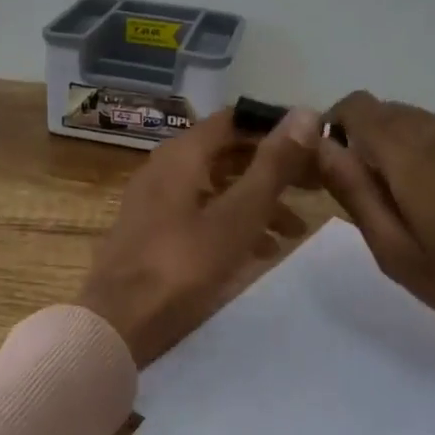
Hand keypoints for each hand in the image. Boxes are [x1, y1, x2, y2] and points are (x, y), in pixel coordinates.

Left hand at [79, 108, 318, 366]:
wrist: (119, 322)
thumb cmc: (183, 264)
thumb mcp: (238, 215)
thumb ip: (273, 166)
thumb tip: (306, 113)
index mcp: (182, 153)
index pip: (235, 119)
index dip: (275, 128)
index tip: (312, 145)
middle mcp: (166, 166)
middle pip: (227, 153)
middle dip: (272, 168)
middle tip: (315, 186)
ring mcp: (156, 200)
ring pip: (217, 186)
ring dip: (257, 200)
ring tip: (296, 229)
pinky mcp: (154, 231)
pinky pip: (201, 212)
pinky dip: (233, 222)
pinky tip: (262, 251)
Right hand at [318, 93, 434, 408]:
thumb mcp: (397, 252)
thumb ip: (354, 192)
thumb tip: (321, 147)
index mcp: (408, 150)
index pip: (355, 106)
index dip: (336, 130)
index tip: (337, 171)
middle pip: (388, 113)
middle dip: (368, 143)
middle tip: (376, 198)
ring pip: (424, 125)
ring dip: (406, 151)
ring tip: (421, 207)